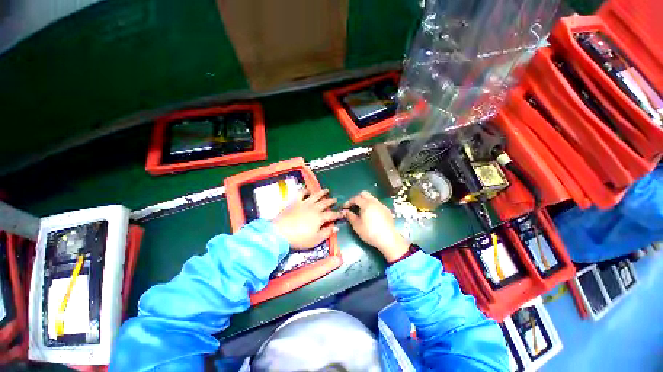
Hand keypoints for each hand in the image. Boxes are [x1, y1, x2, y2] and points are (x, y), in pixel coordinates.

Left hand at [274, 189, 341, 249]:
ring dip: (321, 193)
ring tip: (326, 190)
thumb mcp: (316, 239)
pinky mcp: (295, 202)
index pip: (332, 215)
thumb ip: (327, 232)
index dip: (338, 214)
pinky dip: (305, 190)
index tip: (343, 213)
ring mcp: (304, 203)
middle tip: (335, 199)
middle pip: (325, 203)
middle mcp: (314, 208)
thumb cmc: (300, 238)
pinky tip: (308, 190)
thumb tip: (336, 227)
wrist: (280, 232)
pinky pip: (301, 193)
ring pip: (315, 196)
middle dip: (331, 201)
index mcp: (320, 217)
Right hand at [342, 191, 408, 262]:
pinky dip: (371, 205)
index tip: (345, 207)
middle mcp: (374, 202)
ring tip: (361, 210)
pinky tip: (370, 214)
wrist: (388, 239)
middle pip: (364, 194)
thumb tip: (346, 212)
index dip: (349, 202)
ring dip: (365, 201)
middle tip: (353, 206)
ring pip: (371, 198)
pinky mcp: (386, 210)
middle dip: (357, 198)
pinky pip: (377, 204)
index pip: (356, 198)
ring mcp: (382, 205)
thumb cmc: (370, 232)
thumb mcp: (357, 226)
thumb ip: (350, 216)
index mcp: (366, 204)